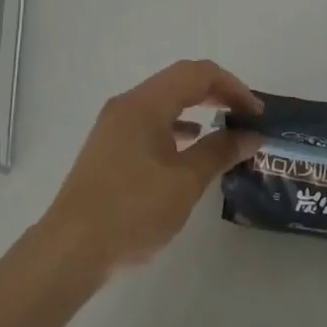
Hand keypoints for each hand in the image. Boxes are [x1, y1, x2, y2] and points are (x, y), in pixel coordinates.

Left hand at [40, 60, 262, 279]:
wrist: (69, 251)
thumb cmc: (131, 211)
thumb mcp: (184, 182)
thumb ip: (219, 152)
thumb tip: (251, 135)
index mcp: (145, 103)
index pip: (197, 74)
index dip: (232, 86)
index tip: (257, 113)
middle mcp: (128, 104)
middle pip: (180, 81)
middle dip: (217, 94)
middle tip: (246, 117)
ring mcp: (115, 126)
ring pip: (165, 102)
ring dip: (197, 109)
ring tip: (226, 130)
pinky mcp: (110, 148)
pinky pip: (151, 122)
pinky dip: (177, 126)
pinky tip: (191, 148)